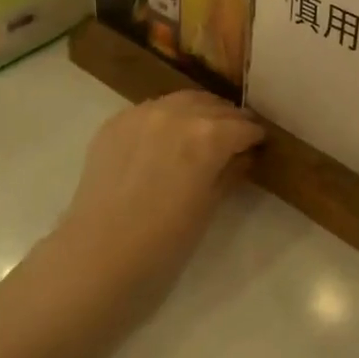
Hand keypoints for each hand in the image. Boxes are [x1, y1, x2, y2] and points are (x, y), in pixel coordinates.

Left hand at [56, 89, 263, 296]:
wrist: (98, 257)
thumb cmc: (164, 243)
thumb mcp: (209, 208)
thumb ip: (230, 172)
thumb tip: (243, 156)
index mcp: (208, 135)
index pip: (243, 126)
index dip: (255, 136)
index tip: (259, 145)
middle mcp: (177, 113)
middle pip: (214, 106)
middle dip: (229, 120)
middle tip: (235, 138)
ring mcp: (142, 113)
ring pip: (182, 100)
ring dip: (199, 112)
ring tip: (202, 133)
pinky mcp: (116, 122)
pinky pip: (151, 110)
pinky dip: (167, 118)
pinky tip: (166, 139)